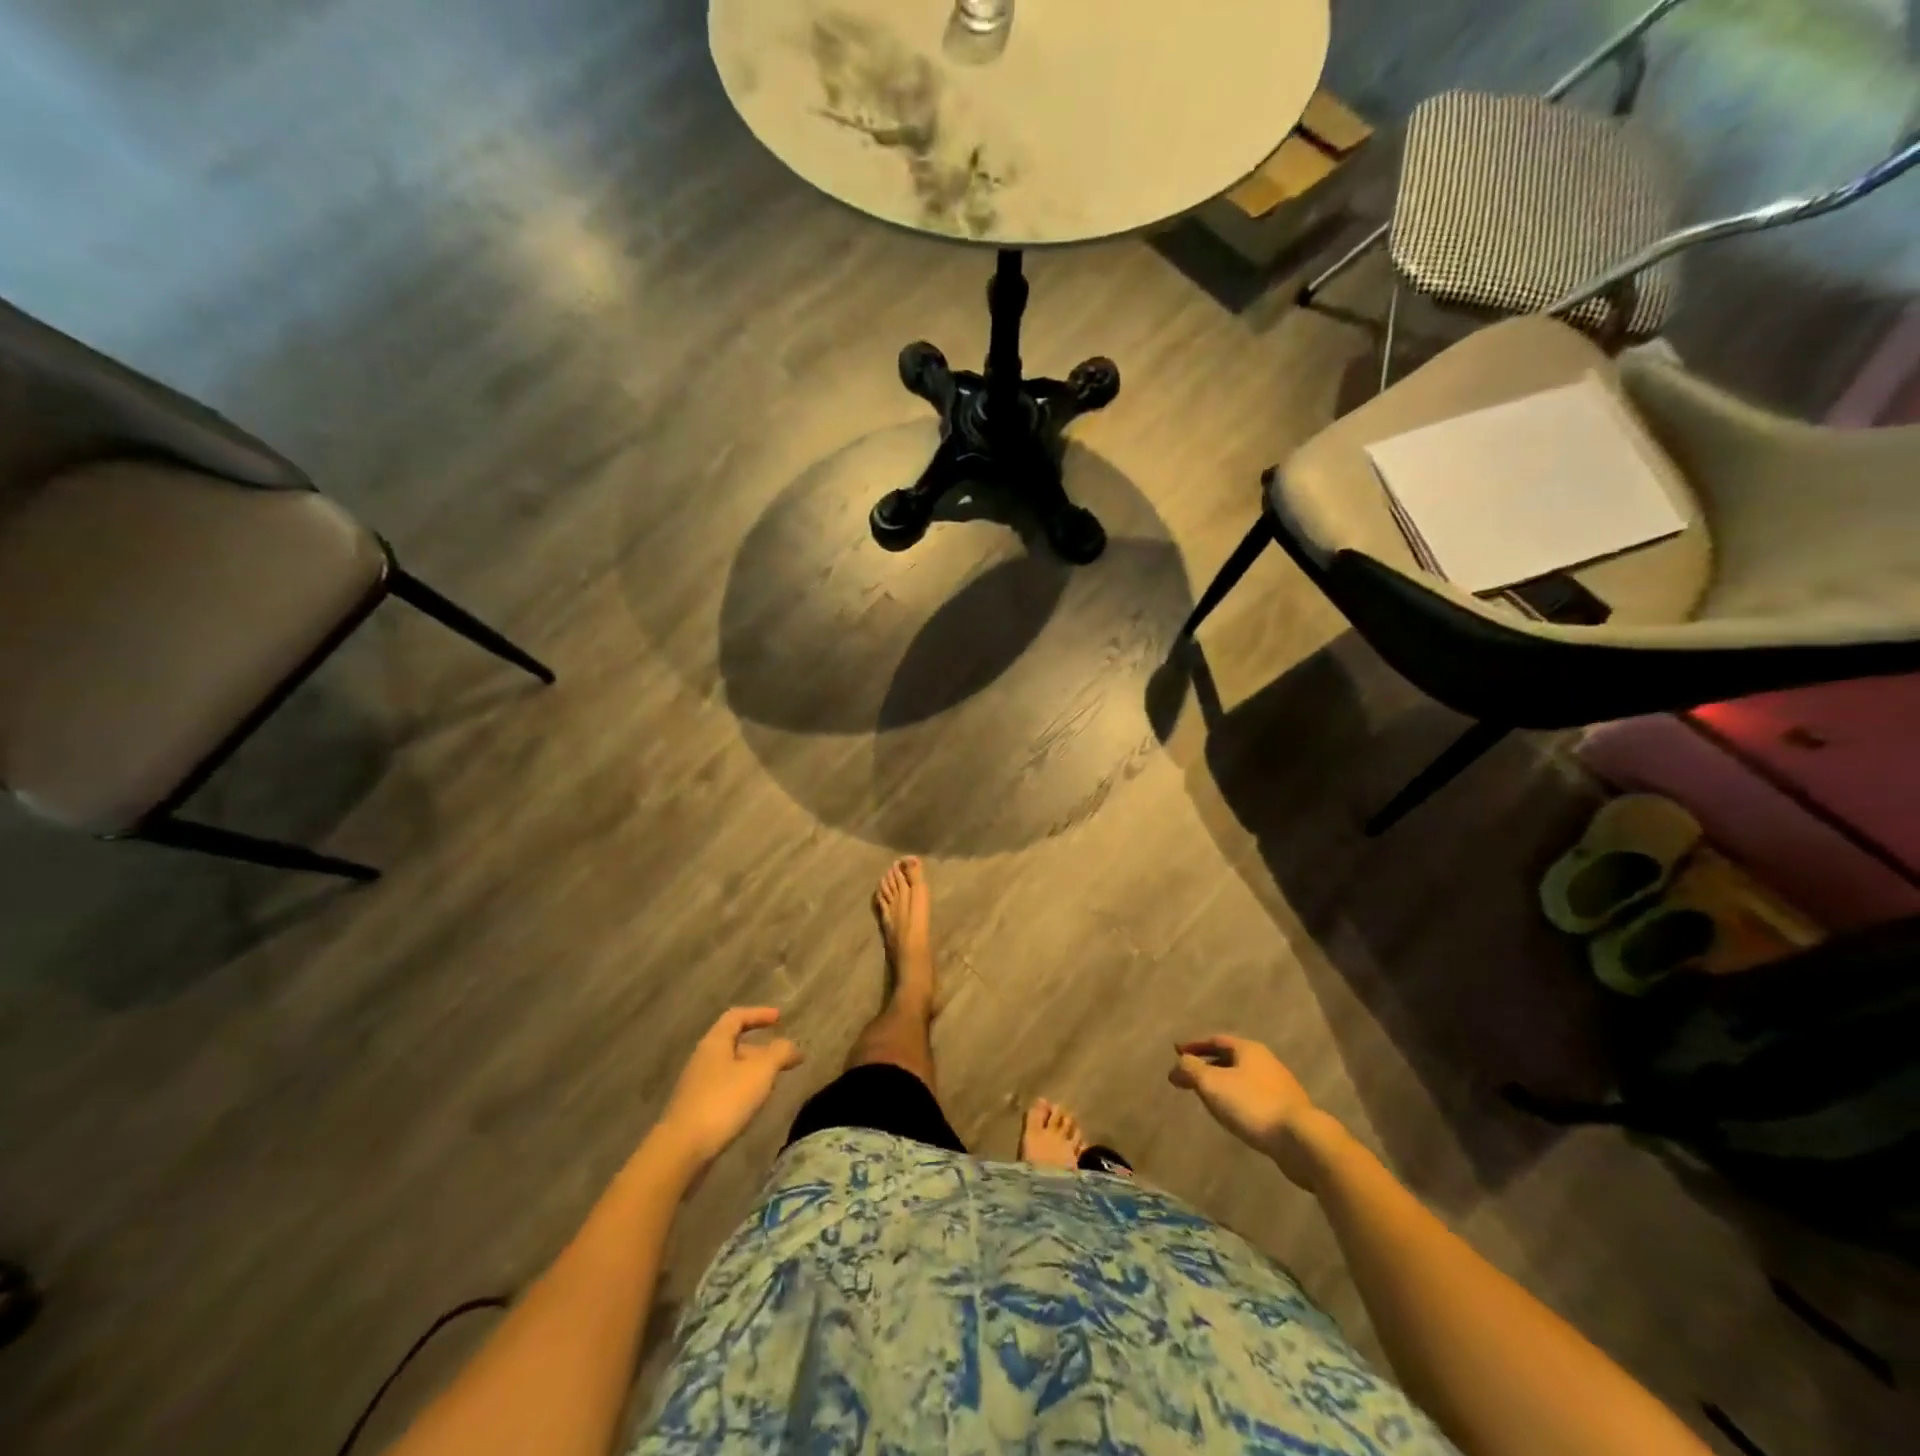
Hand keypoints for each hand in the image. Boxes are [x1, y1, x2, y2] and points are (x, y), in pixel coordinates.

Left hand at [658, 1008, 801, 1165]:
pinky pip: (724, 1088)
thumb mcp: (760, 1072)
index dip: (759, 1014)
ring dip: (753, 1070)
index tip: (780, 1018)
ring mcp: (696, 1085)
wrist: (682, 1150)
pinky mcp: (695, 1109)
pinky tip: (752, 1104)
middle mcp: (703, 1059)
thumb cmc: (723, 1101)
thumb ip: (779, 1053)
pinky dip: (742, 1088)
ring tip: (773, 1082)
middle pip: (734, 1043)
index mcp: (715, 1042)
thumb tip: (792, 1045)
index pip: (736, 1017)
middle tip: (784, 1058)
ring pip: (730, 1068)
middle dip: (761, 1048)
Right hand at [1168, 1036, 1324, 1189]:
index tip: (1176, 1051)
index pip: (1215, 1040)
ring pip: (1243, 1077)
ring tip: (1208, 1095)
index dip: (1194, 1045)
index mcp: (1248, 1049)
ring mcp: (1279, 1085)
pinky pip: (1254, 1096)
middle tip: (1189, 1075)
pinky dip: (1237, 1098)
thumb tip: (1177, 1066)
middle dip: (1208, 1064)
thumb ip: (1191, 1070)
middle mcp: (1265, 1061)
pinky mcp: (1287, 1109)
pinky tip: (1232, 1113)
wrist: (1301, 1140)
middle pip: (1230, 1057)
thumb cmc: (1252, 1104)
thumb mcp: (1213, 1084)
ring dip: (1223, 1082)